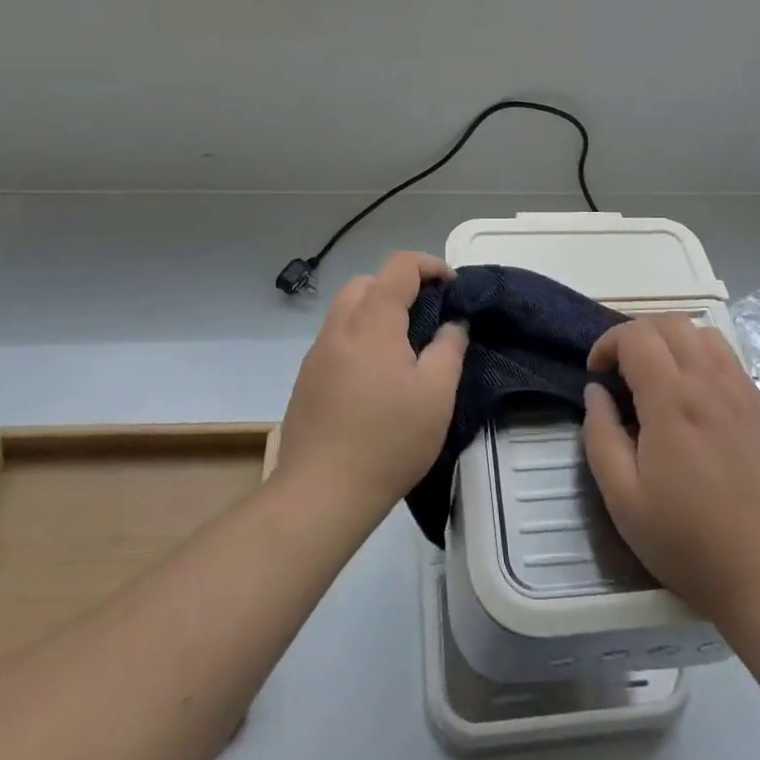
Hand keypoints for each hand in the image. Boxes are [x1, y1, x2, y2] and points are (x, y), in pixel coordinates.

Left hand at [277, 251, 467, 525]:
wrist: (320, 493)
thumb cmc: (388, 440)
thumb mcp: (436, 395)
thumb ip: (449, 349)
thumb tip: (453, 324)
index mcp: (372, 322)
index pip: (399, 266)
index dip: (430, 265)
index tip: (452, 286)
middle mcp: (340, 327)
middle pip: (368, 283)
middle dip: (400, 286)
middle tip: (427, 315)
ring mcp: (317, 354)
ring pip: (348, 310)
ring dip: (377, 312)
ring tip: (404, 347)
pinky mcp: (306, 379)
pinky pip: (337, 339)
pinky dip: (360, 337)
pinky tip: (376, 377)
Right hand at [583, 315, 759, 625]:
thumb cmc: (690, 542)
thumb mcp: (624, 500)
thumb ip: (601, 436)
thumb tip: (595, 392)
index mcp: (673, 401)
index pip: (636, 336)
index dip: (607, 343)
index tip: (595, 374)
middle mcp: (710, 384)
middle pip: (670, 323)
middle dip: (636, 334)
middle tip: (620, 370)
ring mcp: (742, 394)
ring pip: (703, 333)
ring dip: (671, 339)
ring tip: (655, 375)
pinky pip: (729, 358)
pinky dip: (701, 355)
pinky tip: (693, 394)